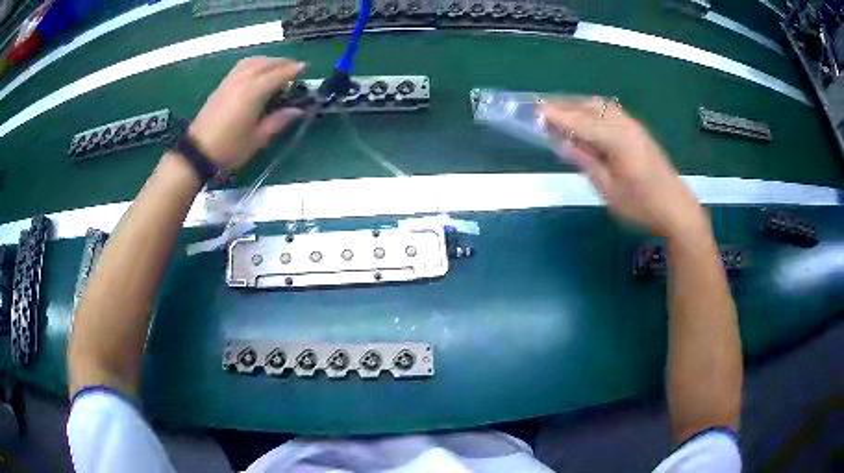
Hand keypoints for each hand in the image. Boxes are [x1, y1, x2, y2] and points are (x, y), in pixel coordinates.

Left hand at [189, 57, 305, 170]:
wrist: (198, 153)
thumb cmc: (229, 149)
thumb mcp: (257, 139)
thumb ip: (278, 120)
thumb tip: (297, 110)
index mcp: (253, 93)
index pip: (277, 75)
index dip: (293, 70)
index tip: (305, 69)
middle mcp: (242, 81)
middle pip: (266, 63)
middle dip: (283, 63)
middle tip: (294, 69)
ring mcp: (230, 82)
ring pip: (253, 61)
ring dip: (268, 61)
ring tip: (277, 68)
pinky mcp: (221, 86)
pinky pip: (242, 66)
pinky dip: (255, 64)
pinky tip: (258, 71)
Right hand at [540, 98, 707, 238]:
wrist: (676, 208)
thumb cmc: (642, 205)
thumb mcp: (609, 190)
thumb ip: (586, 163)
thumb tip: (563, 144)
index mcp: (618, 140)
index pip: (582, 122)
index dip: (558, 117)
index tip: (536, 112)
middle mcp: (625, 125)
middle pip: (590, 107)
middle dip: (565, 106)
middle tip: (542, 110)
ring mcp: (633, 126)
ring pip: (601, 106)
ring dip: (578, 106)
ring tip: (559, 112)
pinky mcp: (637, 131)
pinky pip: (610, 111)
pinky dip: (592, 110)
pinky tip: (585, 118)